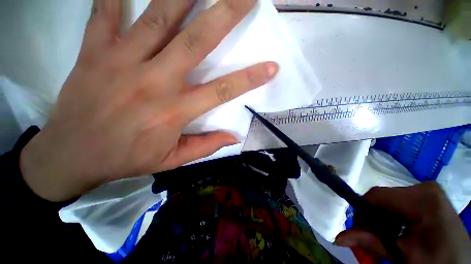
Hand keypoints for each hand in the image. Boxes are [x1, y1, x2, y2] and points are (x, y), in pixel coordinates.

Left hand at [19, 0, 278, 201]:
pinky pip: (105, 12)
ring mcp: (120, 61)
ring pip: (157, 18)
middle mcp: (153, 81)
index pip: (222, 91)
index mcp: (174, 112)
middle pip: (196, 42)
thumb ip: (205, 146)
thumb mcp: (172, 160)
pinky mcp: (94, 52)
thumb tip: (233, 137)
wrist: (72, 154)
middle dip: (224, 15)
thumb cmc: (126, 159)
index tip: (271, 67)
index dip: (250, 78)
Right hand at [335, 182, 470, 263]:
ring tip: (387, 241)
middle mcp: (424, 189)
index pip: (377, 195)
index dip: (362, 212)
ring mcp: (427, 193)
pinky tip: (398, 235)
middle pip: (383, 199)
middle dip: (374, 220)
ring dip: (382, 223)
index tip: (359, 232)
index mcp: (423, 198)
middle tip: (373, 241)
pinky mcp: (428, 199)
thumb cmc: (437, 262)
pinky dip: (393, 221)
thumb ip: (372, 244)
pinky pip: (400, 206)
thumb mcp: (405, 256)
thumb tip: (338, 238)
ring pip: (389, 203)